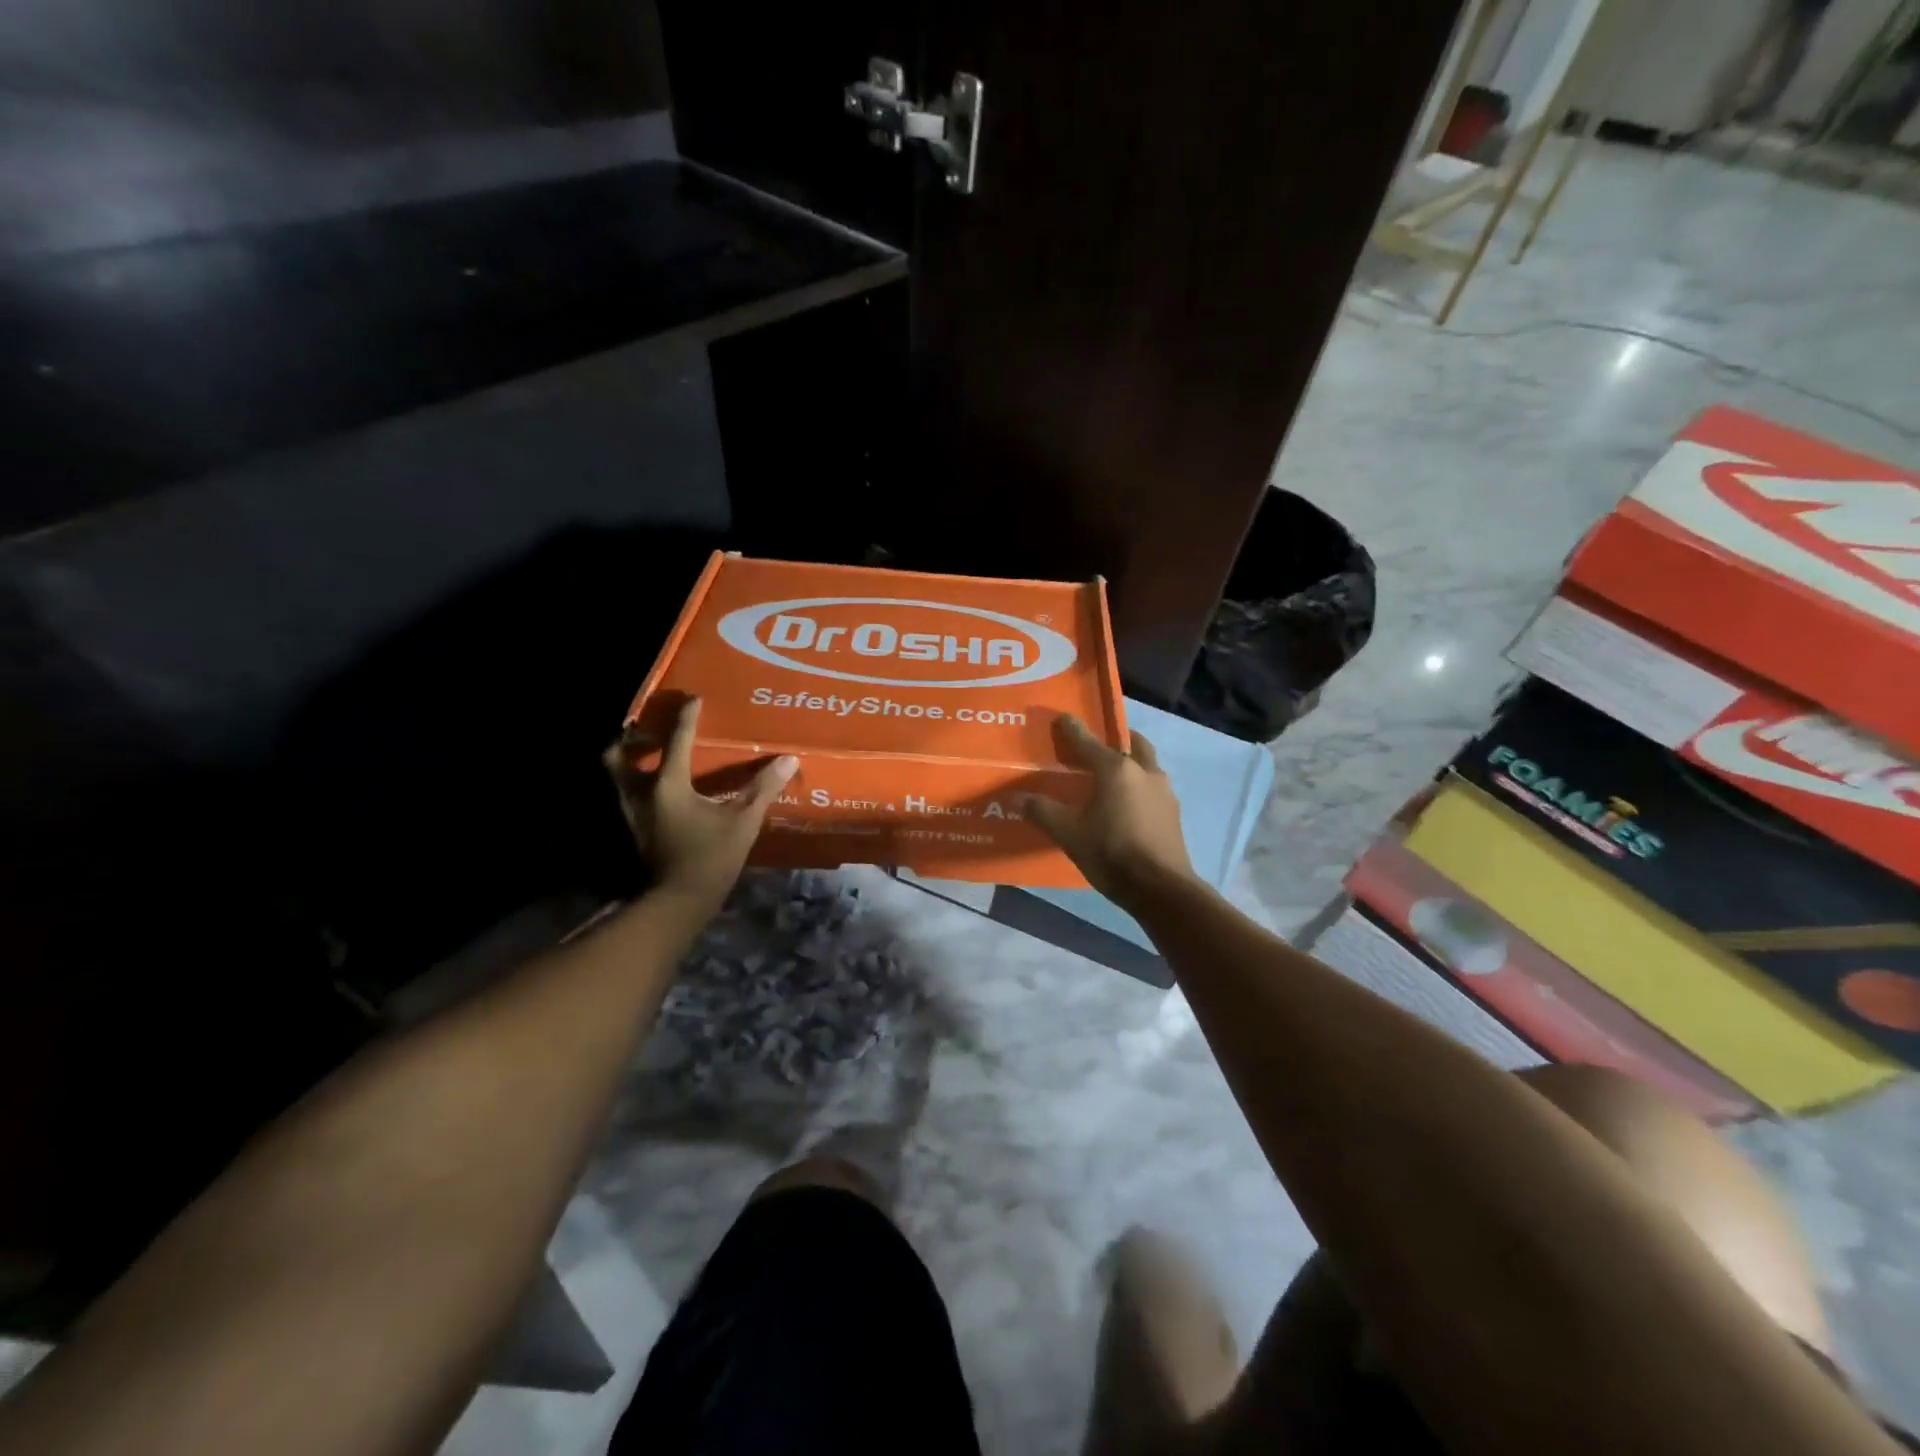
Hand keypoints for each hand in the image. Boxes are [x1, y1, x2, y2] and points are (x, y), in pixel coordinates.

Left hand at [604, 698, 796, 910]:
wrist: (678, 901)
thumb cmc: (710, 857)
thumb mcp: (743, 822)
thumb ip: (763, 789)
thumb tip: (788, 760)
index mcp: (668, 784)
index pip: (676, 740)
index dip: (687, 717)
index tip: (694, 699)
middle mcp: (642, 793)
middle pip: (620, 755)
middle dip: (631, 738)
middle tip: (650, 729)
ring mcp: (634, 813)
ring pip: (618, 775)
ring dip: (630, 759)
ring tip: (651, 753)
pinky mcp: (637, 829)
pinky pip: (629, 794)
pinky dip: (639, 782)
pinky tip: (661, 787)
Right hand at [1018, 715, 1194, 904]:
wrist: (1161, 889)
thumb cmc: (1112, 853)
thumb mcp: (1069, 834)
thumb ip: (1043, 812)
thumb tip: (1016, 798)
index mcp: (1116, 770)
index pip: (1088, 742)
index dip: (1072, 729)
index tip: (1063, 717)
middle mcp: (1143, 771)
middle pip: (1131, 743)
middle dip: (1115, 738)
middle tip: (1097, 744)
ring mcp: (1163, 791)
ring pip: (1146, 765)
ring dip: (1130, 762)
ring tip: (1111, 775)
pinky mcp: (1172, 812)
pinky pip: (1152, 787)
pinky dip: (1138, 785)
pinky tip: (1127, 803)